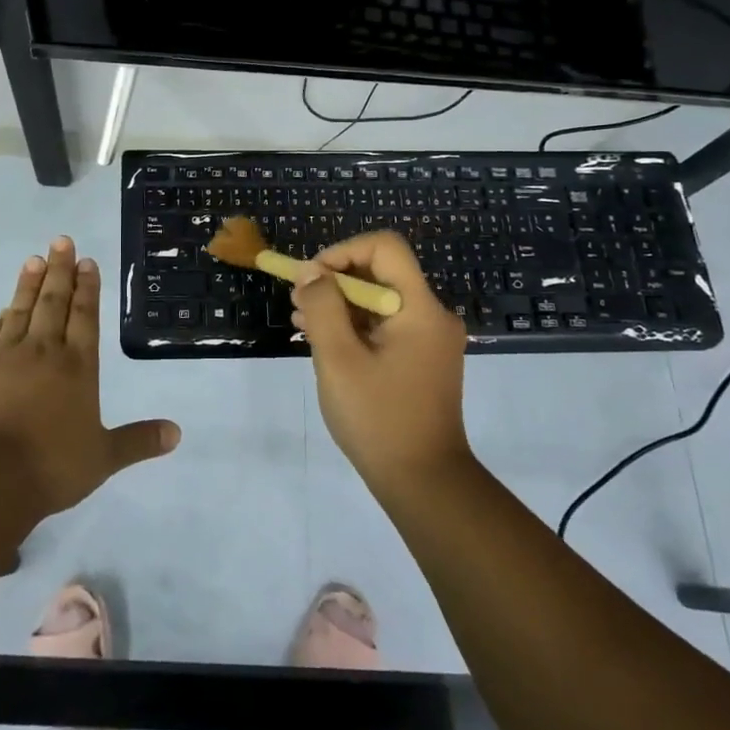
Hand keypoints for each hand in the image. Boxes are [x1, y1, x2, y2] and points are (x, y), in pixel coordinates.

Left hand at [0, 236, 180, 517]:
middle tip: (61, 240)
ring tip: (33, 259)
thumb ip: (139, 441)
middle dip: (60, 270)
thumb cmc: (52, 466)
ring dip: (28, 284)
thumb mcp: (104, 458)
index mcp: (77, 367)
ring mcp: (5, 359)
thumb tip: (177, 433)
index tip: (87, 260)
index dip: (88, 287)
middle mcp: (43, 353)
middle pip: (53, 302)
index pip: (85, 316)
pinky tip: (2, 311)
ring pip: (20, 311)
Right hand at [291, 231, 471, 495]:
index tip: (311, 278)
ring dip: (340, 304)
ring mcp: (429, 340)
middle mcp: (432, 316)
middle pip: (381, 272)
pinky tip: (322, 341)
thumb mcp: (338, 359)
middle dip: (335, 280)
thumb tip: (311, 272)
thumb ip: (322, 308)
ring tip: (300, 321)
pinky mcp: (421, 360)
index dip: (343, 252)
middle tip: (297, 300)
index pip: (385, 247)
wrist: (423, 482)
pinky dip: (354, 327)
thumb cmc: (378, 418)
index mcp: (420, 308)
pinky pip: (385, 327)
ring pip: (380, 301)